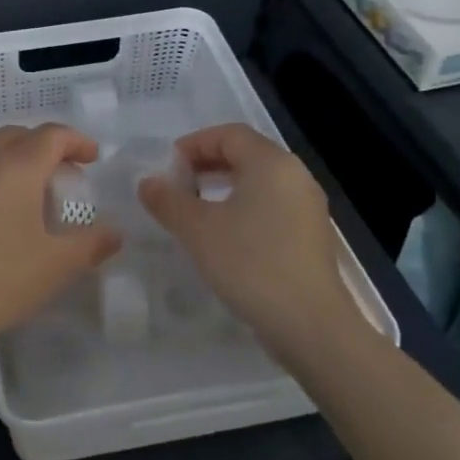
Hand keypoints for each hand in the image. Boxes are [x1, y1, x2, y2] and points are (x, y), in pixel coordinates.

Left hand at [0, 123, 120, 357]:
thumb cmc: (0, 279)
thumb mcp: (57, 265)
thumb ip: (91, 244)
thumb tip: (115, 233)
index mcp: (16, 168)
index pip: (50, 135)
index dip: (76, 141)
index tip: (94, 158)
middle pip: (19, 136)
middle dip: (47, 145)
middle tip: (68, 173)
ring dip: (22, 161)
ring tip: (42, 196)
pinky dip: (2, 179)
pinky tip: (10, 216)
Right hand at [138, 123, 354, 342]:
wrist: (309, 325)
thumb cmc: (250, 264)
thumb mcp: (197, 230)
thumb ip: (168, 200)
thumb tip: (148, 182)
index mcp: (271, 163)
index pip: (229, 134)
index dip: (193, 144)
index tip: (167, 168)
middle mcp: (295, 176)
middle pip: (246, 154)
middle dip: (206, 165)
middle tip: (176, 187)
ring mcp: (308, 207)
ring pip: (259, 182)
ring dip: (223, 188)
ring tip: (195, 212)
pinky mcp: (311, 236)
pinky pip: (271, 206)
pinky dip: (243, 209)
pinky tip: (224, 237)